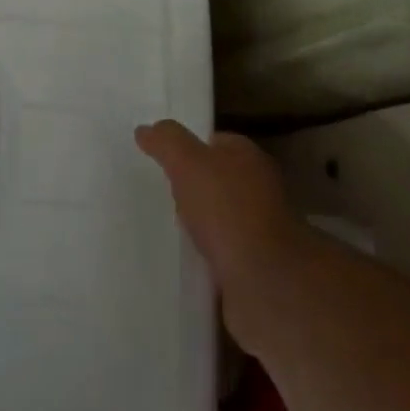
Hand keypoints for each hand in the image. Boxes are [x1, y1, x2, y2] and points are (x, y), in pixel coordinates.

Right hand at [136, 120, 305, 349]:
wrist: (265, 281)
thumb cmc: (227, 209)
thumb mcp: (188, 162)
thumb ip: (166, 142)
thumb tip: (145, 129)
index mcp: (248, 157)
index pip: (215, 141)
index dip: (189, 146)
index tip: (160, 158)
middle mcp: (259, 189)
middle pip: (218, 180)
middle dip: (192, 186)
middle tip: (159, 193)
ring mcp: (259, 230)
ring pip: (219, 218)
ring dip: (198, 224)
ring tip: (165, 228)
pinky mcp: (254, 266)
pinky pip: (221, 253)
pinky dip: (204, 255)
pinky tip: (183, 259)